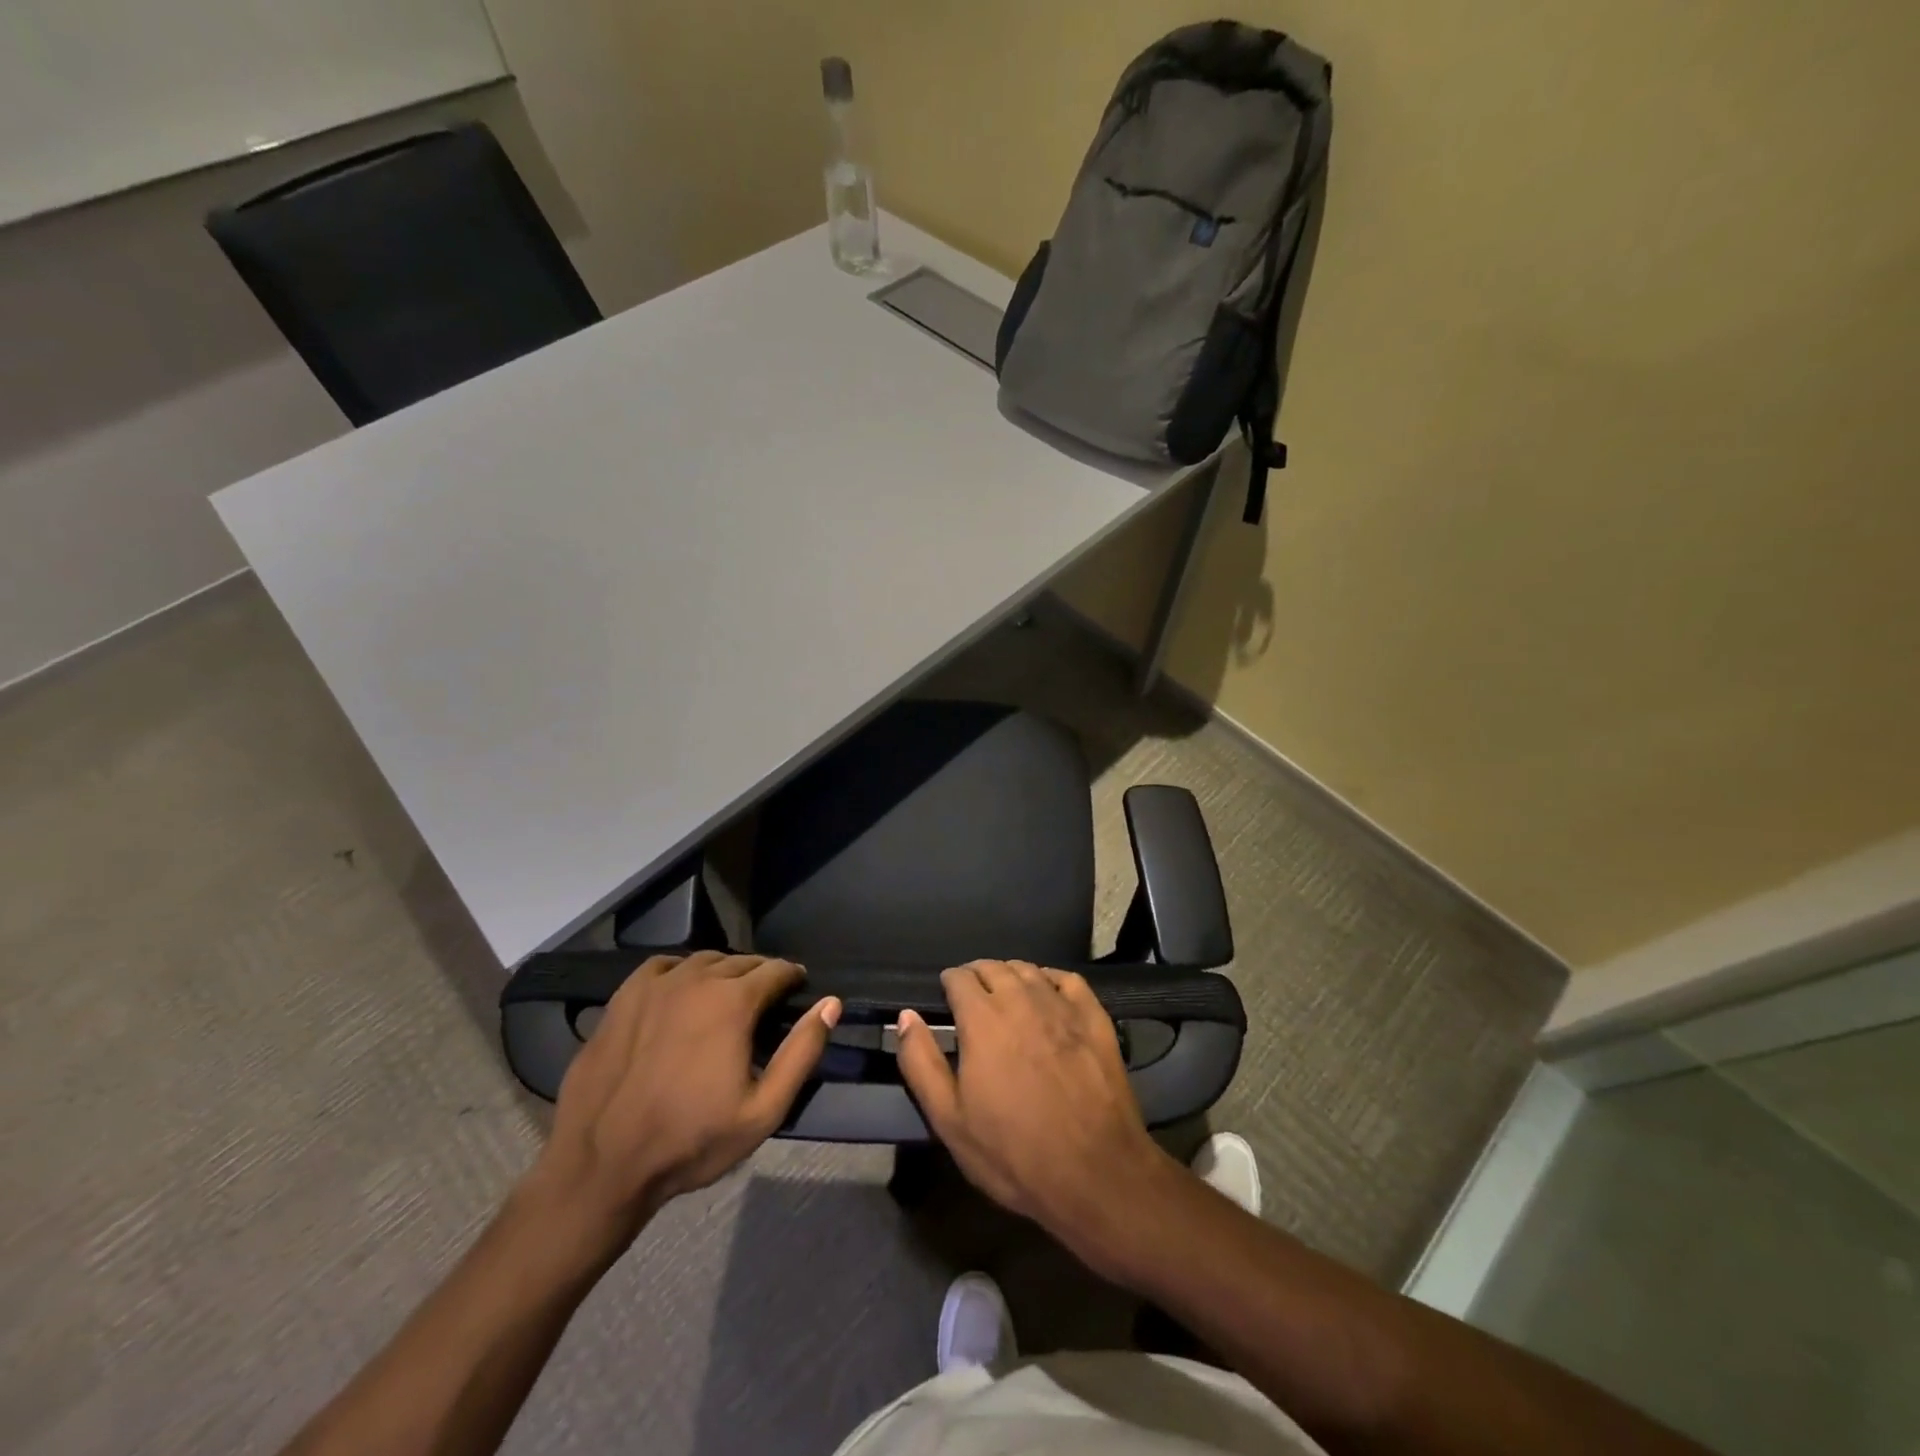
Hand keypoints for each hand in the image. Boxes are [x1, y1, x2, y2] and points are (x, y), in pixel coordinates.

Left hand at [526, 952, 840, 1249]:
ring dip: (723, 972)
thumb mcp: (763, 1110)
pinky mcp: (623, 997)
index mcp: (733, 1001)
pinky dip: (681, 971)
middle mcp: (696, 979)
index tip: (797, 990)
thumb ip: (802, 1052)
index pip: (776, 970)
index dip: (792, 978)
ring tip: (726, 996)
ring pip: (703, 960)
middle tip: (765, 1001)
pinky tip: (681, 992)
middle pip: (741, 962)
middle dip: (760, 975)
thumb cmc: (690, 1141)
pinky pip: (662, 966)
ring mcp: (655, 985)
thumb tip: (831, 1003)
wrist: (601, 1165)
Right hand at [895, 960, 1176, 1247]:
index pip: (959, 977)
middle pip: (993, 968)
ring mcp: (1061, 1006)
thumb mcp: (950, 1120)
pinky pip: (1068, 979)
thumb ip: (921, 1063)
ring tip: (1005, 992)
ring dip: (1010, 974)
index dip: (949, 983)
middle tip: (972, 996)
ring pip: (1028, 970)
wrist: (1095, 1173)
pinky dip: (1050, 978)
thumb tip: (906, 1017)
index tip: (947, 996)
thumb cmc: (1013, 1153)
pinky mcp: (1094, 1018)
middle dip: (977, 975)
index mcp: (982, 1018)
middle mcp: (1021, 999)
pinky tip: (1047, 992)